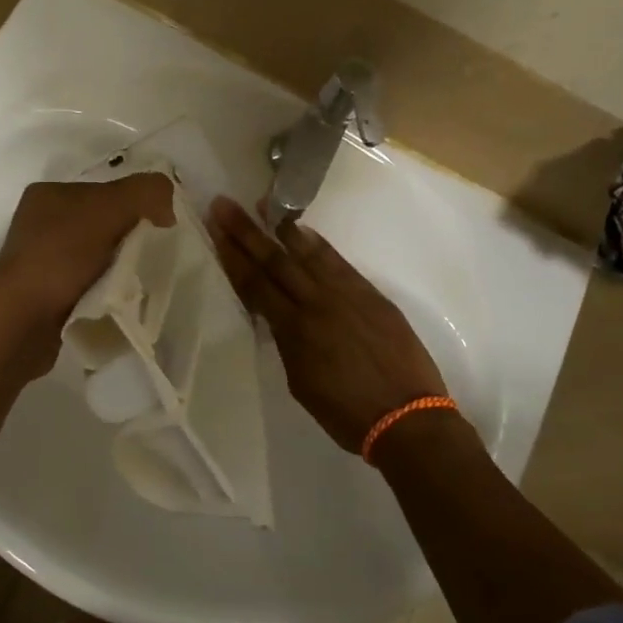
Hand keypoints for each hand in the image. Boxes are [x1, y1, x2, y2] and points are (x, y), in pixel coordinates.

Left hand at [0, 174, 175, 367]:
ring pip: (99, 259)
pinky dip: (107, 294)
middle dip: (132, 240)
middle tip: (156, 259)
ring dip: (121, 270)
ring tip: (140, 284)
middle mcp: (42, 225)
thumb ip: (144, 192)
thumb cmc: (60, 258)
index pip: (108, 191)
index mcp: (50, 195)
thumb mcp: (108, 209)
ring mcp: (43, 263)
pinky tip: (119, 303)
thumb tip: (166, 203)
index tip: (162, 230)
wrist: (20, 322)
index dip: (138, 206)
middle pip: (106, 225)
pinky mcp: (47, 297)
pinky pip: (90, 288)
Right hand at [208, 196, 451, 454]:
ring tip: (262, 205)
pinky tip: (303, 230)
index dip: (232, 257)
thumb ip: (287, 344)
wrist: (407, 417)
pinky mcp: (371, 294)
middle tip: (225, 205)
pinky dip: (318, 244)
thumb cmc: (347, 413)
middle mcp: (317, 304)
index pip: (255, 285)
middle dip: (246, 232)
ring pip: (307, 254)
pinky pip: (339, 262)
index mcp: (294, 331)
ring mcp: (347, 295)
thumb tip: (280, 319)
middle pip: (275, 261)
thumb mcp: (301, 383)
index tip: (215, 231)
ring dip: (281, 229)